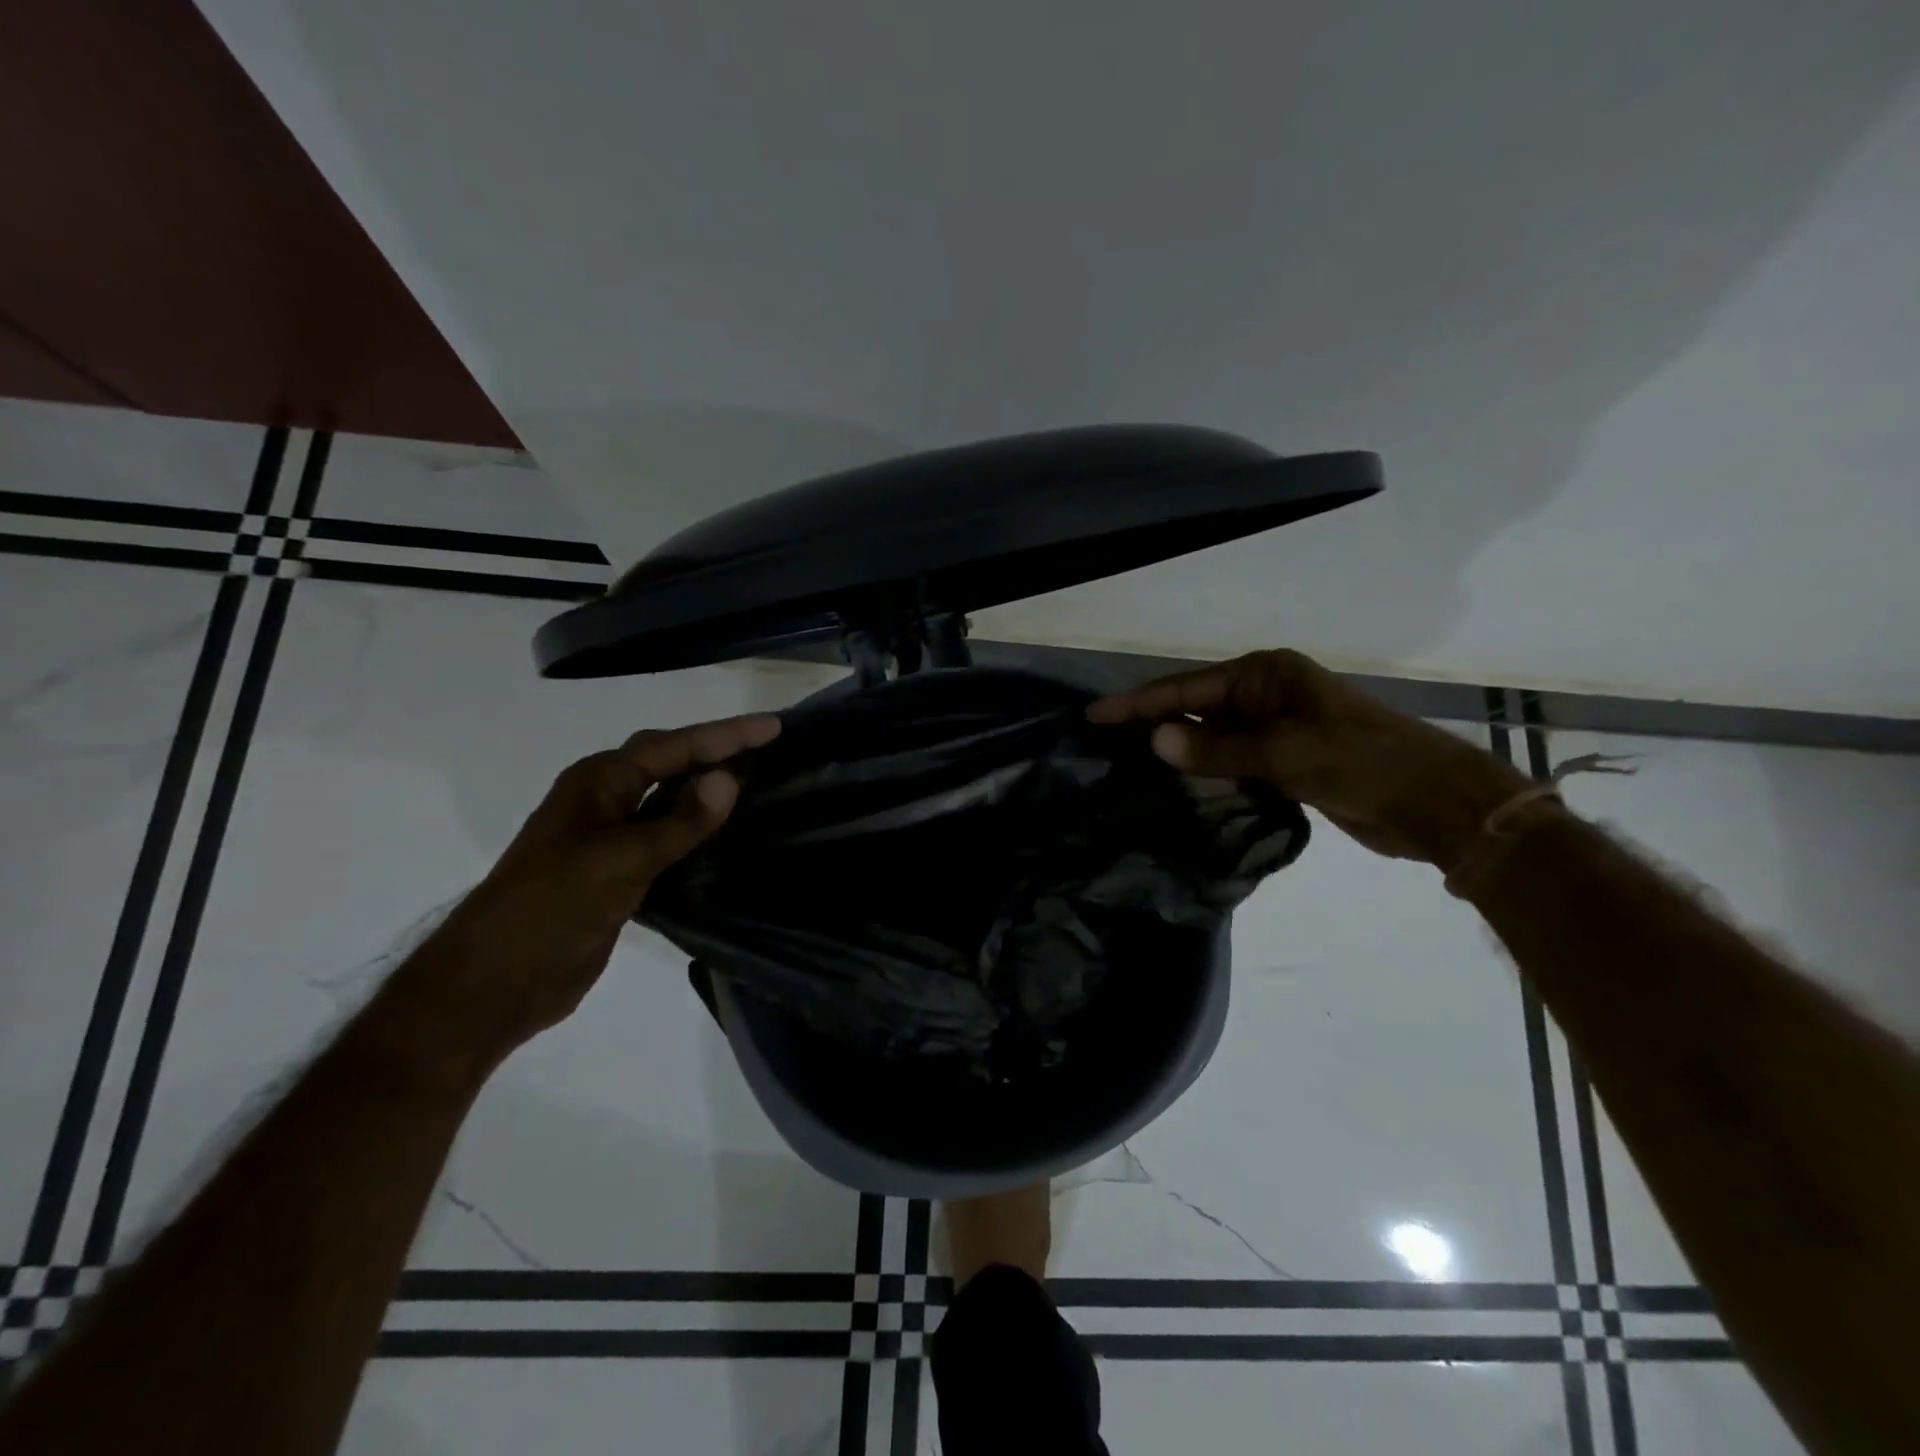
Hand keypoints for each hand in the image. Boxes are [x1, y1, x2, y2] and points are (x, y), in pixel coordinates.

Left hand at [396, 714, 780, 1071]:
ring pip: (671, 803)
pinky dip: (700, 833)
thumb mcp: (620, 859)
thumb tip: (729, 779)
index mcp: (599, 782)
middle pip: (672, 763)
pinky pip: (670, 840)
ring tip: (760, 782)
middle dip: (719, 751)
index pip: (675, 746)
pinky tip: (730, 837)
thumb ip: (679, 822)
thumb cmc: (552, 906)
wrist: (498, 982)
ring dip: (710, 791)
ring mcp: (612, 838)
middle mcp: (606, 801)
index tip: (774, 727)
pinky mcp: (621, 874)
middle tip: (771, 746)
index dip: (726, 735)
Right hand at [1089, 649, 1529, 868]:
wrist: (1432, 802)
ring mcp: (1274, 728)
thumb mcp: (1286, 753)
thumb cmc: (1361, 763)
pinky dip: (1203, 771)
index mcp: (1264, 676)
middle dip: (1150, 724)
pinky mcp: (1283, 760)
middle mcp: (1264, 695)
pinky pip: (1229, 760)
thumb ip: (1218, 749)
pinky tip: (1174, 786)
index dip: (1138, 704)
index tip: (1094, 716)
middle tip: (1101, 743)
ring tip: (1125, 765)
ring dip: (1175, 750)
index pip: (1186, 688)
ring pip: (1210, 736)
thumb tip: (1155, 741)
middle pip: (1193, 708)